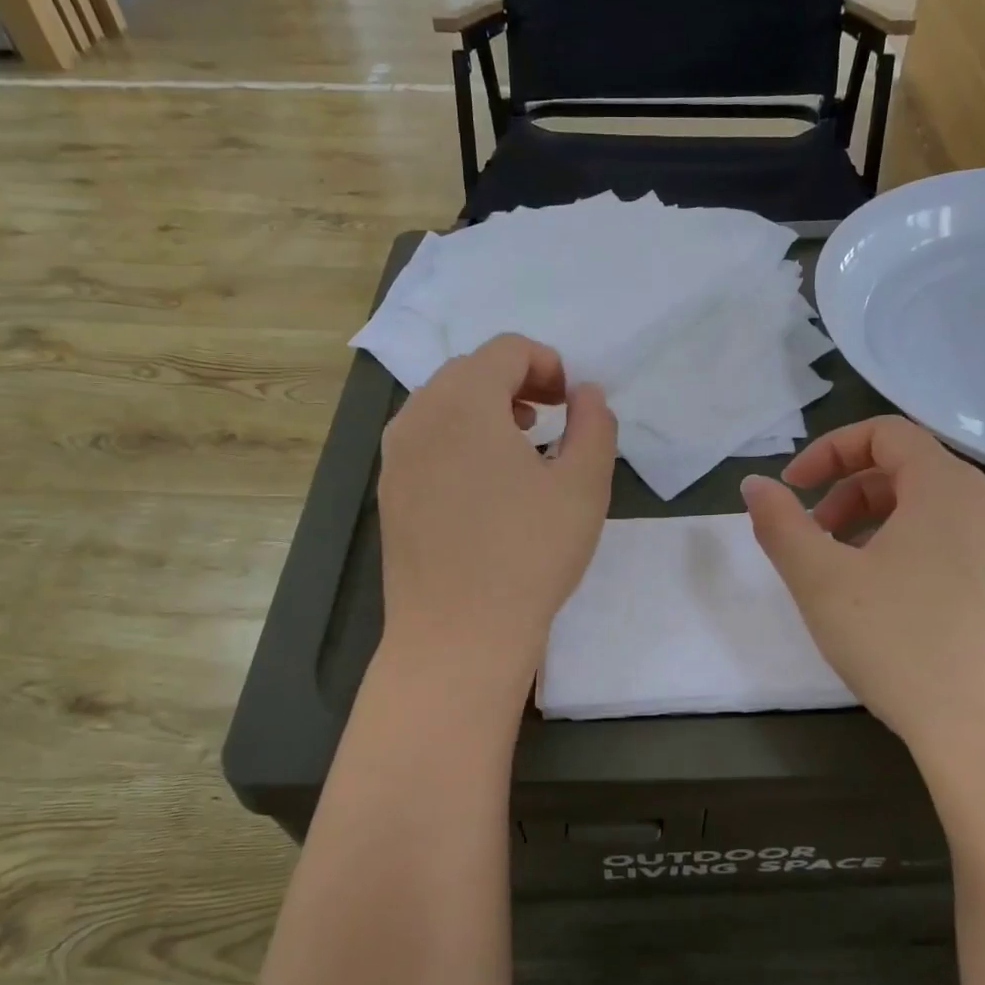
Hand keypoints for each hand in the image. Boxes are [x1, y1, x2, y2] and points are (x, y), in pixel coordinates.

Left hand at [378, 334, 616, 683]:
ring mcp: (396, 456)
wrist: (457, 635)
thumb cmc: (529, 555)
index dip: (547, 363)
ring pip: (442, 403)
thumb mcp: (584, 485)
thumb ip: (594, 424)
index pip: (506, 349)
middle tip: (551, 418)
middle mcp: (419, 416)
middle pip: (470, 370)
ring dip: (485, 408)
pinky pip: (425, 439)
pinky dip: (458, 438)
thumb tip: (586, 393)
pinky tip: (485, 484)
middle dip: (516, 381)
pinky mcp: (390, 491)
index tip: (571, 402)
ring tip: (520, 445)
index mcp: (465, 402)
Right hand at [742, 416, 984, 744]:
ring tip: (841, 572)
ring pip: (928, 510)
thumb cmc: (900, 641)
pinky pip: (950, 545)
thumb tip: (755, 486)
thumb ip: (779, 524)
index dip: (828, 450)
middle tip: (812, 536)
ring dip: (873, 523)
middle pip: (907, 468)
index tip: (792, 489)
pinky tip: (884, 604)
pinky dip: (905, 550)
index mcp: (946, 486)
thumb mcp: (820, 579)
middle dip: (846, 491)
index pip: (885, 432)